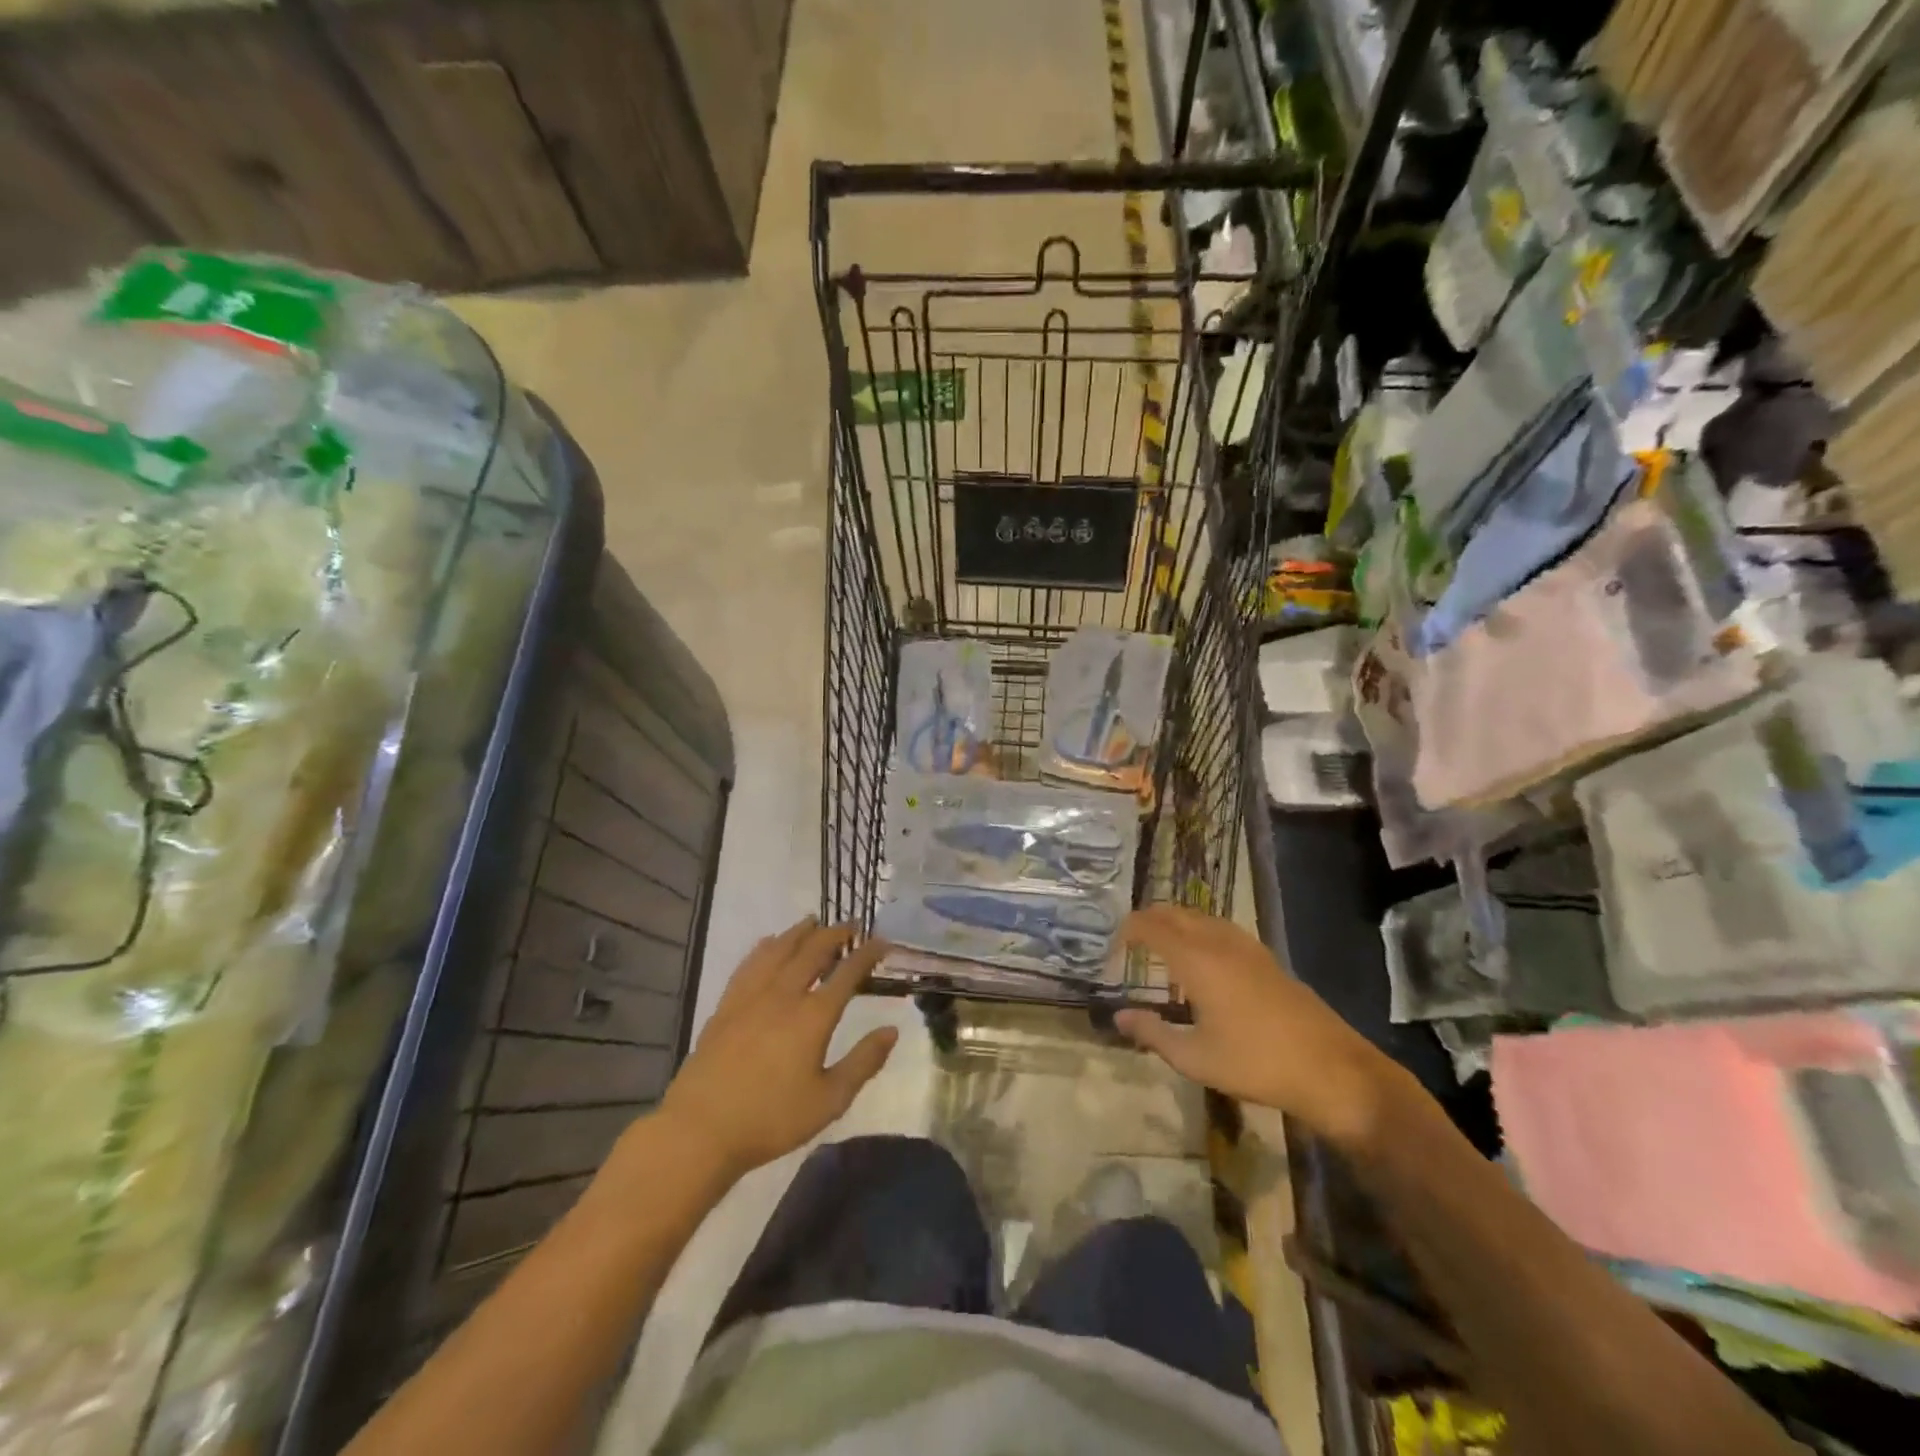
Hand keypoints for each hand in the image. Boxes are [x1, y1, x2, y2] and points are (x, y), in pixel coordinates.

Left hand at [659, 919, 897, 1179]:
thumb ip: (863, 1062)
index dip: (867, 953)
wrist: (700, 1130)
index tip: (882, 940)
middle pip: (813, 951)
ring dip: (801, 932)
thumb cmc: (770, 1119)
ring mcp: (751, 996)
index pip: (847, 973)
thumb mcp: (829, 1100)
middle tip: (852, 924)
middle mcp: (784, 994)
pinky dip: (766, 946)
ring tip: (814, 921)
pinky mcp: (727, 1005)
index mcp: (814, 1016)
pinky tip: (769, 942)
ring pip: (780, 949)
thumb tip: (892, 1030)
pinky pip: (750, 963)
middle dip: (836, 934)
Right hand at [1113, 904, 1407, 1149]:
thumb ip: (1152, 1034)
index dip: (1126, 932)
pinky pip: (1221, 929)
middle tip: (1129, 944)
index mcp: (1197, 960)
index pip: (1150, 926)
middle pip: (1175, 913)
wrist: (1332, 1070)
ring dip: (1175, 923)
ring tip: (1160, 948)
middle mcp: (1219, 942)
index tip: (1111, 952)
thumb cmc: (1256, 1064)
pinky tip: (1202, 961)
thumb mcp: (1195, 1058)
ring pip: (1200, 917)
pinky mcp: (1267, 958)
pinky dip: (1199, 932)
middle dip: (1147, 920)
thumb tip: (1119, 1016)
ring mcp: (1247, 947)